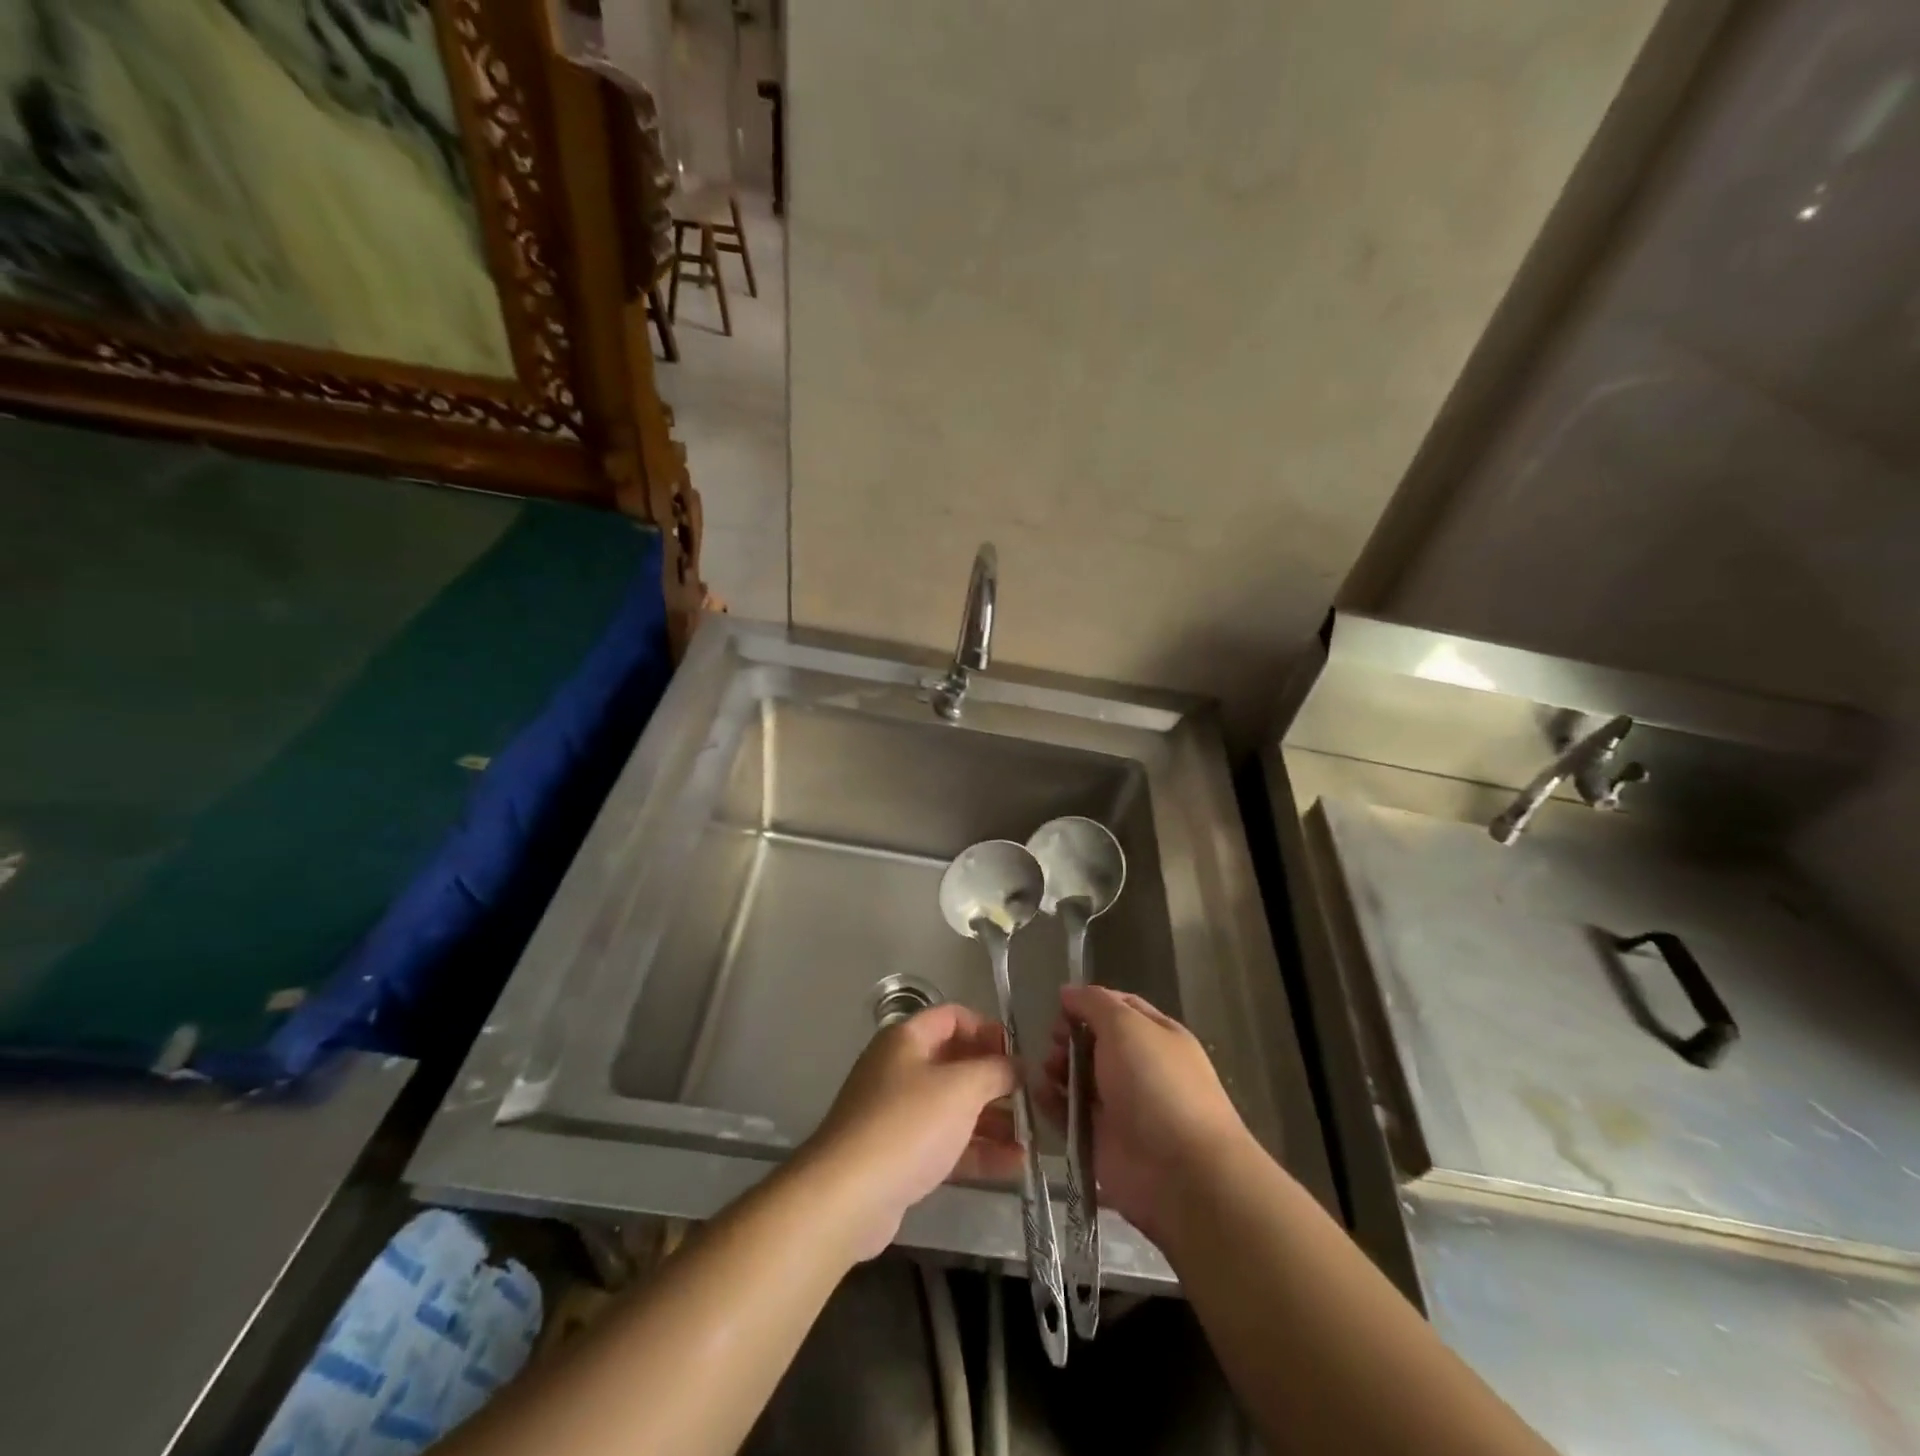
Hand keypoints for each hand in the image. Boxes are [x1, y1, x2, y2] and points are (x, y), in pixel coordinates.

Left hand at [801, 1002, 1021, 1260]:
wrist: (847, 1195)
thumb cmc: (908, 1125)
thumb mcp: (960, 1088)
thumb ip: (995, 1071)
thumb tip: (1017, 1065)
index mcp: (907, 1039)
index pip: (953, 1017)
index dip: (987, 1029)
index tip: (1018, 1054)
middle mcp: (900, 1069)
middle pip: (956, 1063)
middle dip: (995, 1079)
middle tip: (1031, 1098)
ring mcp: (898, 1114)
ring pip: (953, 1107)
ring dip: (992, 1119)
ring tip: (1032, 1136)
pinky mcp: (900, 1155)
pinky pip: (946, 1143)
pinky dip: (978, 1150)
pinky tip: (1015, 1165)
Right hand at [1043, 984, 1251, 1244]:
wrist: (1179, 1173)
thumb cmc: (1155, 1084)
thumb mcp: (1125, 1025)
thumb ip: (1093, 1003)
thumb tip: (1067, 992)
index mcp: (1156, 1036)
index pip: (1119, 1008)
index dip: (1088, 1003)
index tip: (1059, 1005)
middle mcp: (1139, 1068)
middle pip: (1094, 1042)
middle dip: (1069, 1037)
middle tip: (1053, 1041)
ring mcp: (1120, 1106)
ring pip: (1079, 1077)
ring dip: (1057, 1068)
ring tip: (1047, 1070)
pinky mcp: (1100, 1140)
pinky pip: (1069, 1114)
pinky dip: (1051, 1102)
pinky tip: (1038, 1093)